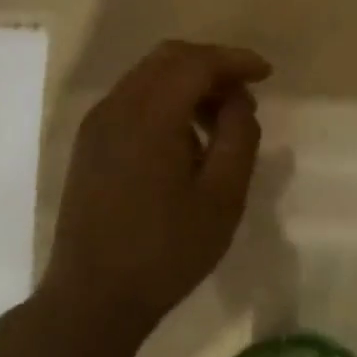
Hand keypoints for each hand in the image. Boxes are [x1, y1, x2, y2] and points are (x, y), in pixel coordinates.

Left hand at [38, 40, 270, 343]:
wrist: (93, 297)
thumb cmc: (166, 251)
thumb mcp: (223, 198)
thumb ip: (239, 138)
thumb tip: (238, 102)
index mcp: (148, 116)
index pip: (195, 63)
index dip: (234, 61)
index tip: (266, 73)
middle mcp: (116, 108)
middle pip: (168, 59)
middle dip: (211, 66)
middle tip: (245, 93)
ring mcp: (96, 125)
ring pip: (147, 78)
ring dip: (187, 84)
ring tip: (220, 120)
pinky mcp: (89, 145)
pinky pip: (132, 101)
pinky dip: (165, 102)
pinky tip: (185, 138)